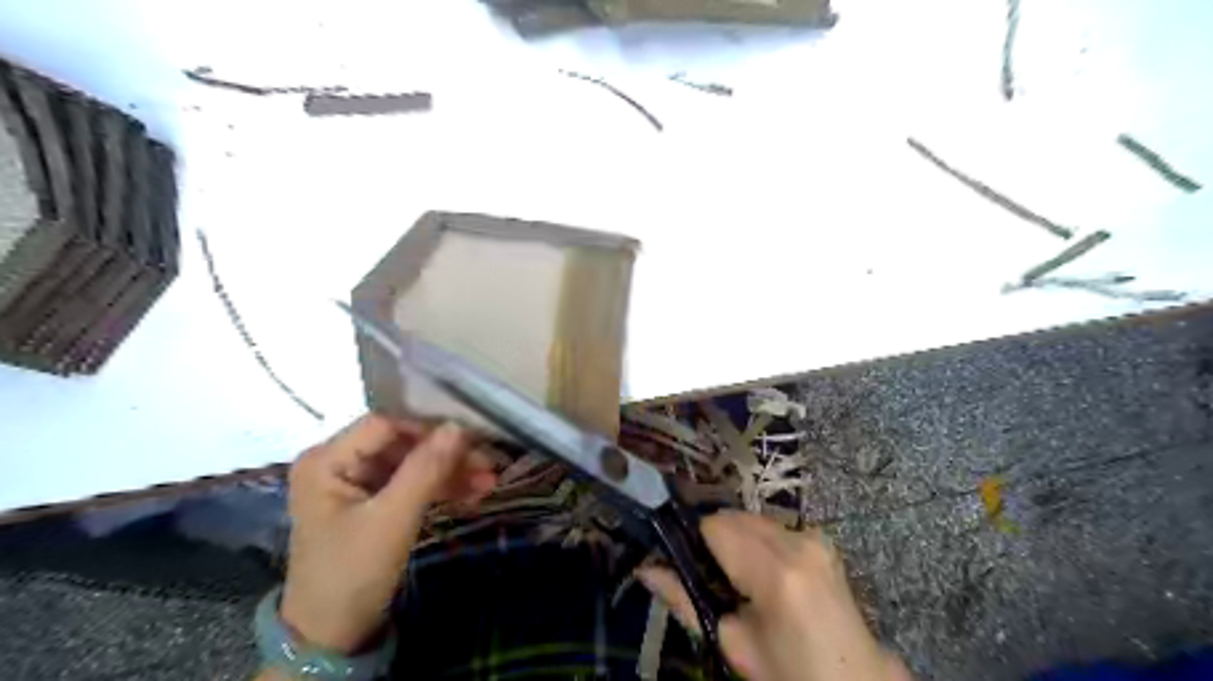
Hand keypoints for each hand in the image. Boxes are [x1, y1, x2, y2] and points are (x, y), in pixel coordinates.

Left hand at [279, 412, 496, 650]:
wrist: (333, 635)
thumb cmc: (353, 573)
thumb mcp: (392, 519)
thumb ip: (426, 469)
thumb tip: (459, 425)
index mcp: (327, 459)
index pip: (386, 424)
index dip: (428, 429)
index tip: (471, 440)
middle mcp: (339, 462)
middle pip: (403, 443)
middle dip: (446, 454)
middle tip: (488, 464)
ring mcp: (356, 482)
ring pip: (412, 463)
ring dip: (450, 472)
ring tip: (489, 482)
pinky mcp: (373, 501)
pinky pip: (411, 483)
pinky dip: (440, 488)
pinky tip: (473, 493)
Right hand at [636, 511, 910, 680]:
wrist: (853, 680)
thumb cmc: (789, 673)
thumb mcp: (734, 644)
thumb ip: (685, 600)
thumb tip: (644, 569)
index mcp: (776, 572)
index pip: (716, 526)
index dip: (694, 540)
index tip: (683, 561)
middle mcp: (797, 541)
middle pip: (735, 516)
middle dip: (714, 538)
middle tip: (706, 574)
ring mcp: (814, 537)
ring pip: (753, 519)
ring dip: (736, 539)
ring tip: (735, 576)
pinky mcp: (821, 539)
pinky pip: (774, 527)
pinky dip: (758, 541)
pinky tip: (760, 573)